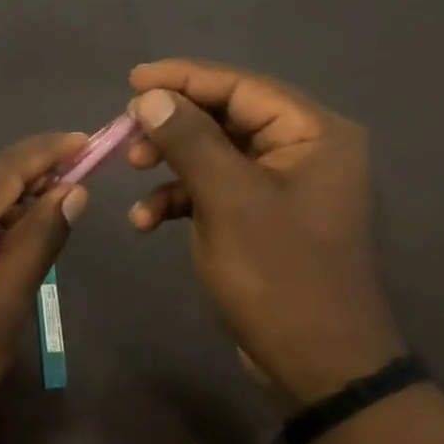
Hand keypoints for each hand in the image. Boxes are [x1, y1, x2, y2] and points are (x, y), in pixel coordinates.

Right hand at [124, 59, 403, 404]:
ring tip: (132, 172)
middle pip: (226, 117)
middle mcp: (305, 150)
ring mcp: (285, 186)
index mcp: (314, 133)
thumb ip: (190, 140)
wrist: (317, 364)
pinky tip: (146, 221)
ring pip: (216, 154)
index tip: (132, 80)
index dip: (183, 79)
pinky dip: (182, 199)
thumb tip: (152, 96)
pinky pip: (218, 190)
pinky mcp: (265, 218)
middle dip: (172, 125)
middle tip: (126, 133)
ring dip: (172, 164)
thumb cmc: (278, 274)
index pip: (241, 87)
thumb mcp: (227, 200)